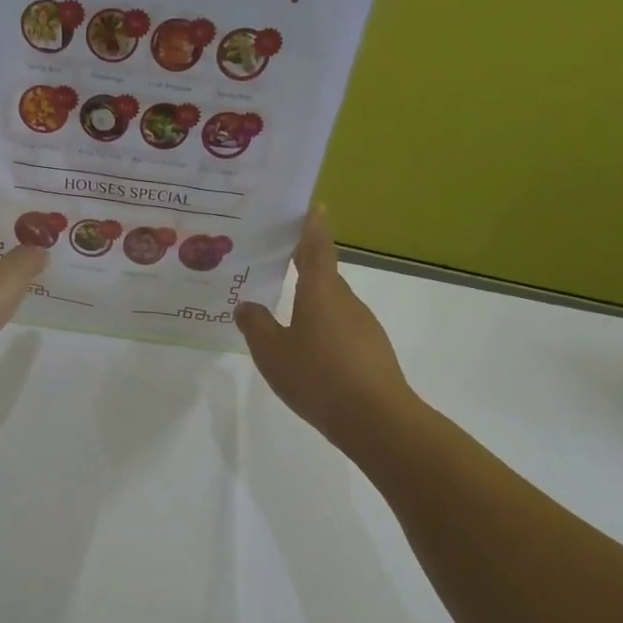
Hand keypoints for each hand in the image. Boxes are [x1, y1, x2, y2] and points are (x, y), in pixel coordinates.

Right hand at [235, 206, 413, 446]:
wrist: (375, 418)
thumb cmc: (318, 376)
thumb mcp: (272, 352)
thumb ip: (256, 326)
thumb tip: (246, 305)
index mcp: (321, 290)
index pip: (317, 246)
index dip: (312, 224)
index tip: (310, 204)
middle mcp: (346, 300)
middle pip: (324, 274)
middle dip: (303, 265)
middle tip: (275, 261)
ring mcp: (363, 325)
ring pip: (332, 304)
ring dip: (311, 302)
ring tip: (284, 312)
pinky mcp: (372, 350)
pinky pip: (341, 328)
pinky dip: (323, 329)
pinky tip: (309, 351)